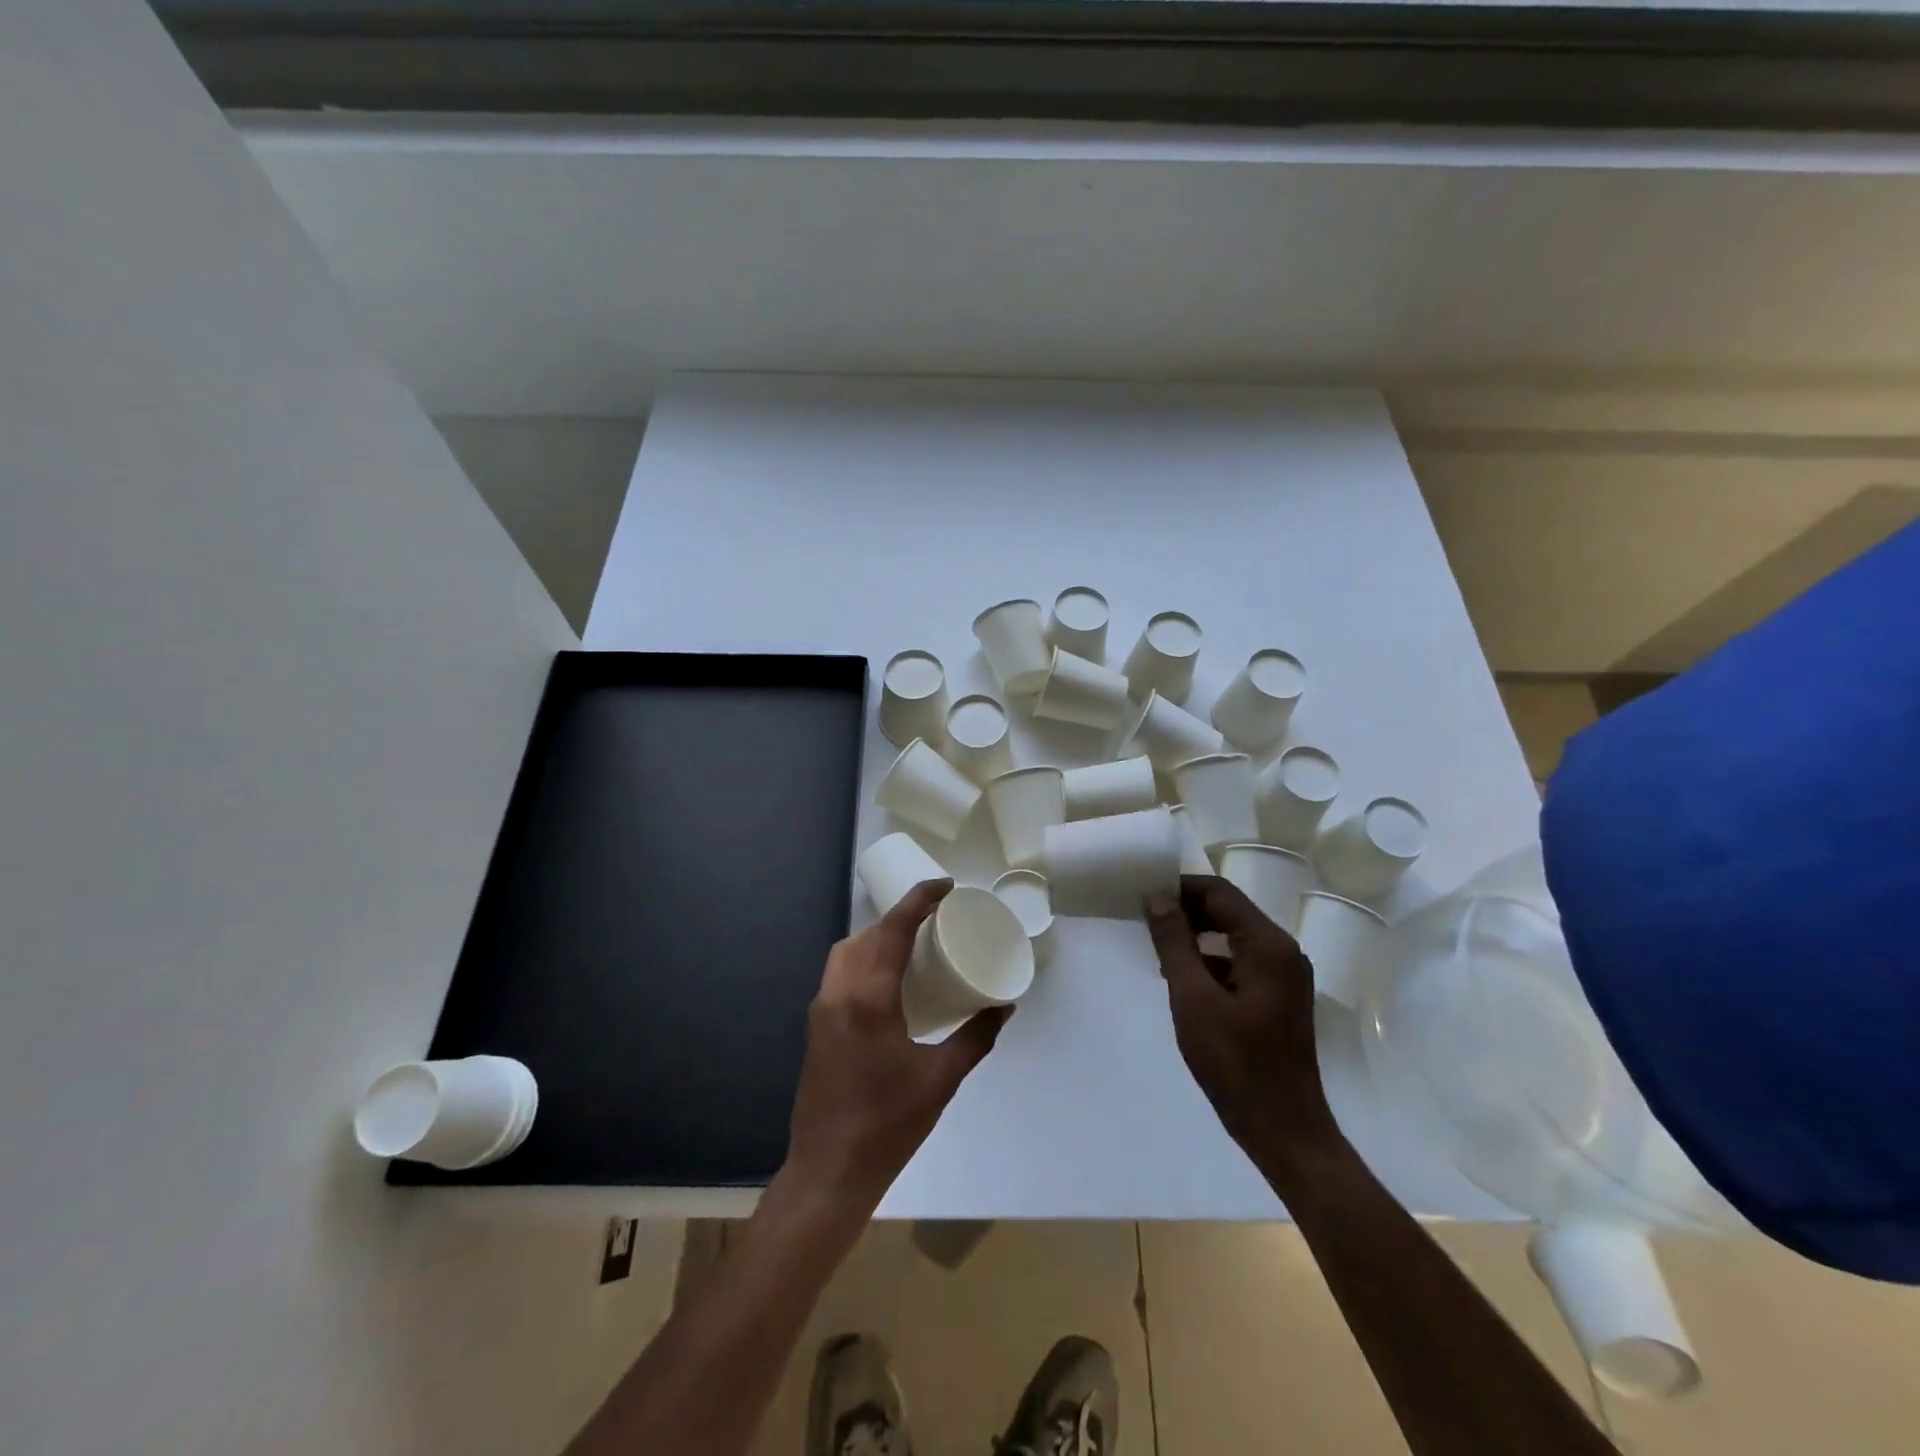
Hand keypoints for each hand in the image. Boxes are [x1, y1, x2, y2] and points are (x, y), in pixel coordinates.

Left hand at [784, 879, 1011, 1208]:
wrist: (828, 1171)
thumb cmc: (888, 1125)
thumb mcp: (941, 1079)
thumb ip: (975, 1037)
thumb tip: (1004, 1006)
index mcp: (869, 998)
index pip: (893, 929)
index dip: (920, 900)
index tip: (946, 886)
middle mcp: (838, 992)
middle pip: (868, 934)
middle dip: (901, 916)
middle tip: (937, 917)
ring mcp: (821, 1008)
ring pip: (847, 950)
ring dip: (878, 936)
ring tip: (913, 944)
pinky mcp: (816, 1025)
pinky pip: (839, 972)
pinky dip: (863, 958)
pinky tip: (888, 979)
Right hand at [1144, 875, 1341, 1162]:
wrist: (1285, 1131)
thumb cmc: (1235, 1064)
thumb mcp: (1193, 999)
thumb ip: (1174, 943)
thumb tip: (1157, 896)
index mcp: (1268, 945)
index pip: (1219, 893)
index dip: (1180, 888)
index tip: (1143, 896)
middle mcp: (1284, 951)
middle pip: (1229, 911)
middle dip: (1187, 910)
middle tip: (1145, 921)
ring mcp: (1286, 975)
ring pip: (1234, 936)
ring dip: (1197, 936)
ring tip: (1158, 949)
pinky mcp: (1280, 997)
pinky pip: (1241, 961)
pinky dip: (1212, 960)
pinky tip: (1184, 980)